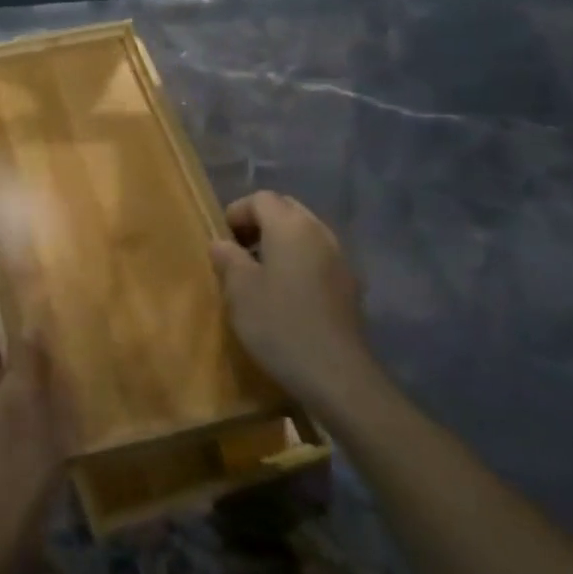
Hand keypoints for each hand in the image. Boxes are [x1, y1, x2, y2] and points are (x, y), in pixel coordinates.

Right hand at [209, 191, 382, 424]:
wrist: (336, 374)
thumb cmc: (279, 325)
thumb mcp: (239, 291)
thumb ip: (227, 258)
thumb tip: (222, 243)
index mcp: (290, 226)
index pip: (261, 198)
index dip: (237, 212)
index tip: (222, 239)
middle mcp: (319, 232)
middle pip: (286, 209)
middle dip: (260, 222)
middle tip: (239, 251)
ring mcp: (340, 258)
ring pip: (304, 232)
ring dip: (280, 241)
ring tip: (261, 272)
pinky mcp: (350, 284)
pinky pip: (318, 255)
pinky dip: (299, 260)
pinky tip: (287, 292)